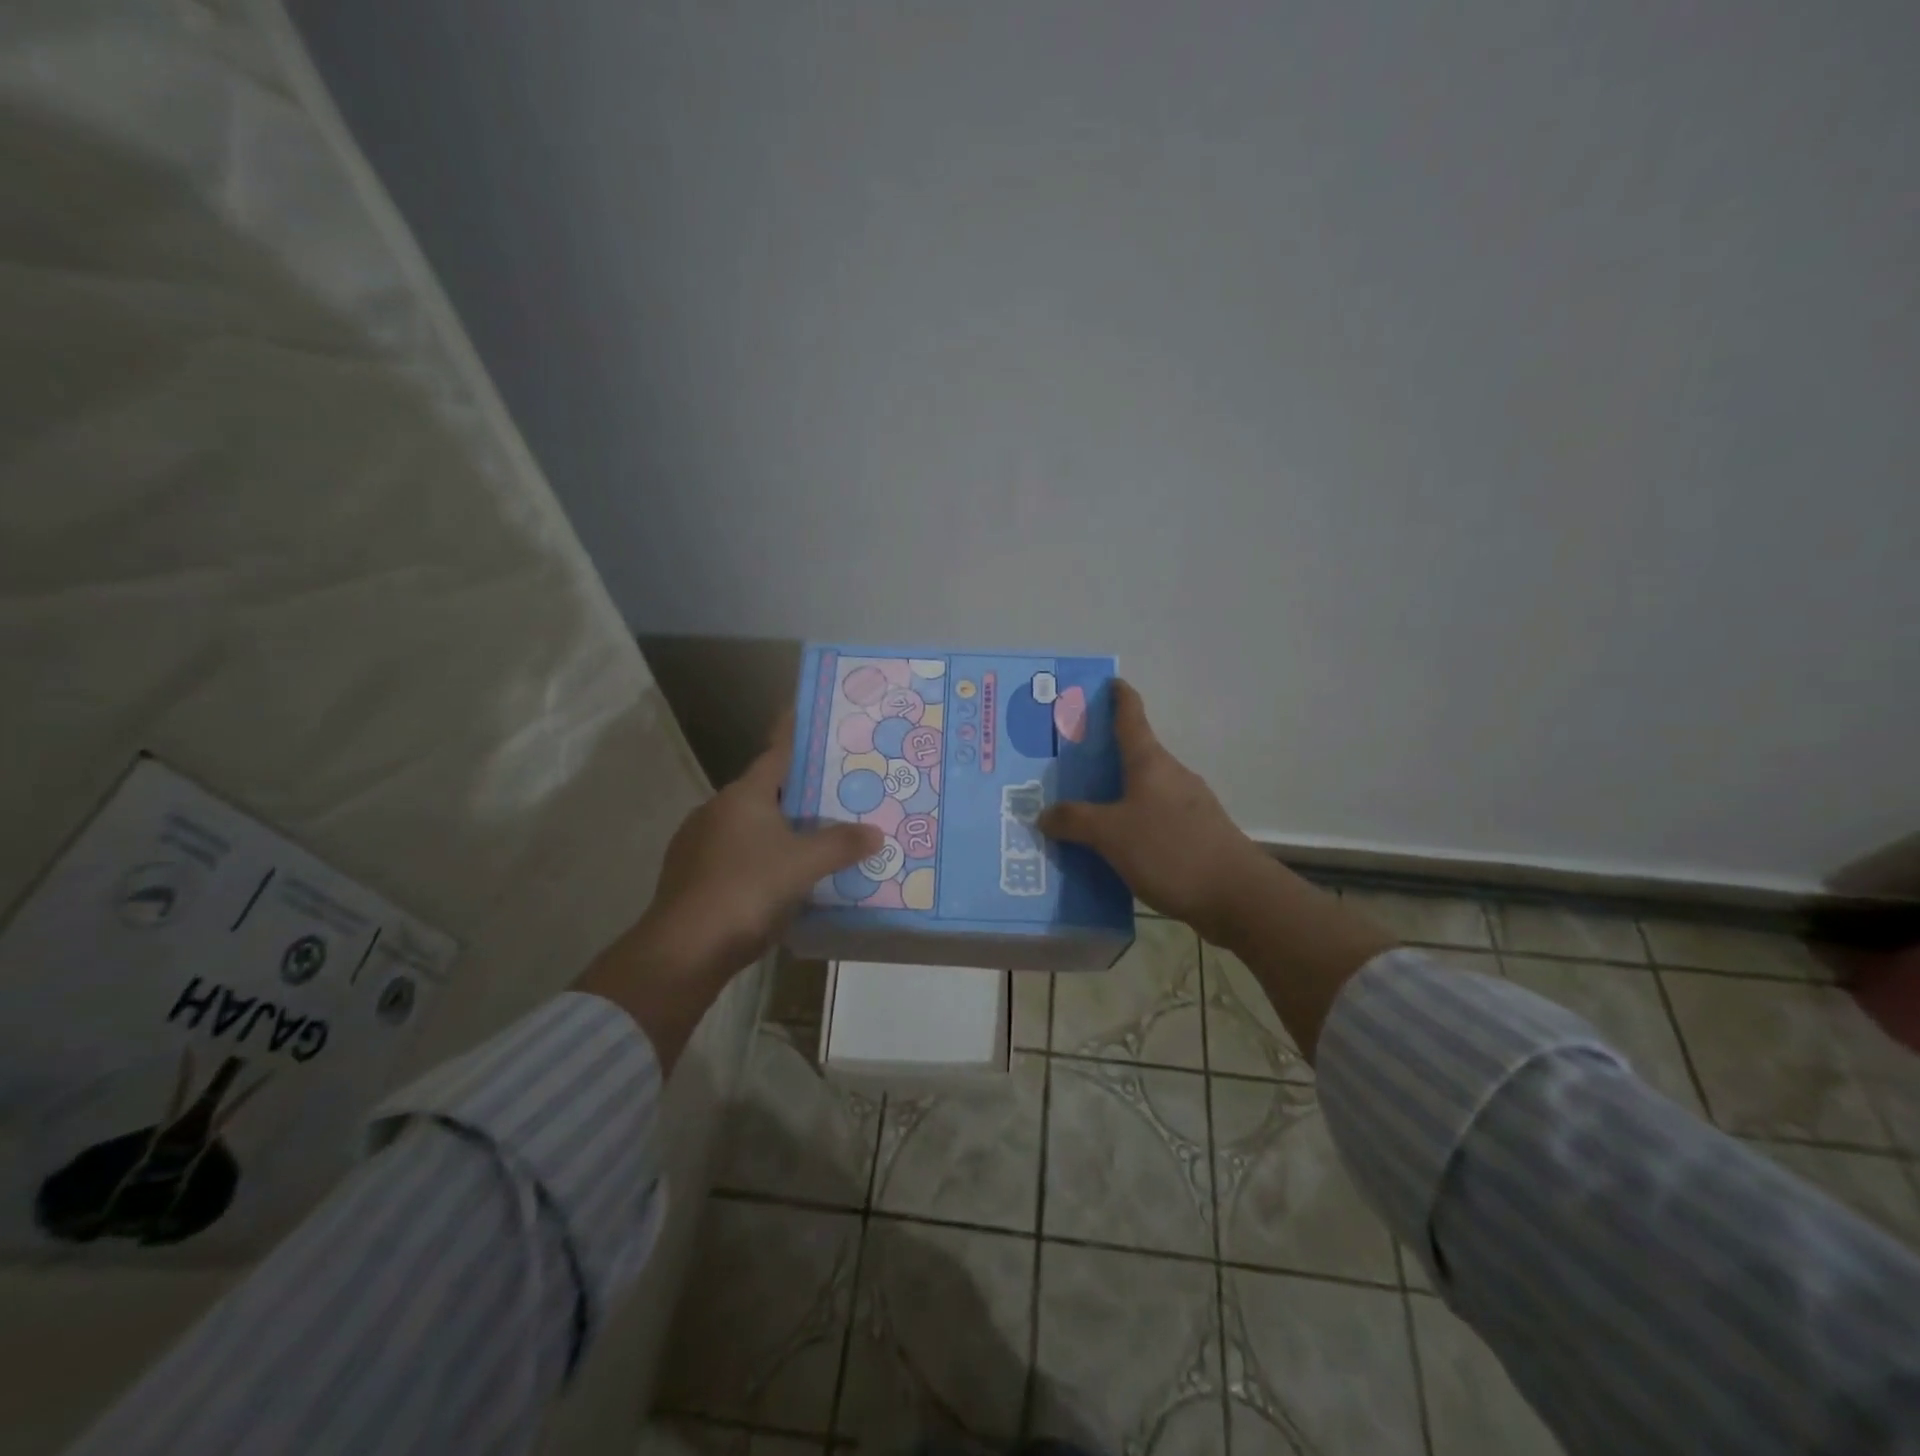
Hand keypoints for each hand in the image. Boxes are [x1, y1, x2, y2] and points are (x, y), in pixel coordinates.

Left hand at [576, 714, 879, 1067]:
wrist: (684, 949)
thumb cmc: (747, 890)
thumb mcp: (804, 865)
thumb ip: (841, 844)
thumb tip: (875, 832)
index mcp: (743, 795)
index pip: (776, 753)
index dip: (795, 735)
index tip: (808, 717)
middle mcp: (717, 810)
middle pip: (766, 791)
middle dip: (799, 792)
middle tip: (836, 794)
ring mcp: (699, 843)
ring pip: (749, 826)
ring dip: (779, 829)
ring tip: (816, 839)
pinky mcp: (691, 876)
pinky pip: (736, 855)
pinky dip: (760, 858)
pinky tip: (782, 879)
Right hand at [1039, 681, 1270, 945]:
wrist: (1237, 896)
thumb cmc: (1171, 850)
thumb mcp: (1111, 834)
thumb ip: (1075, 821)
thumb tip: (1045, 814)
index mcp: (1150, 763)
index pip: (1132, 717)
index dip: (1119, 697)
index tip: (1109, 683)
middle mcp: (1171, 776)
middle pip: (1134, 755)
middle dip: (1103, 755)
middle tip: (1066, 763)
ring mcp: (1188, 806)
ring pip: (1142, 791)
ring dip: (1115, 795)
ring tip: (1080, 810)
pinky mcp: (1196, 835)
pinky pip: (1152, 820)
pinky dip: (1130, 824)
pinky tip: (1112, 848)